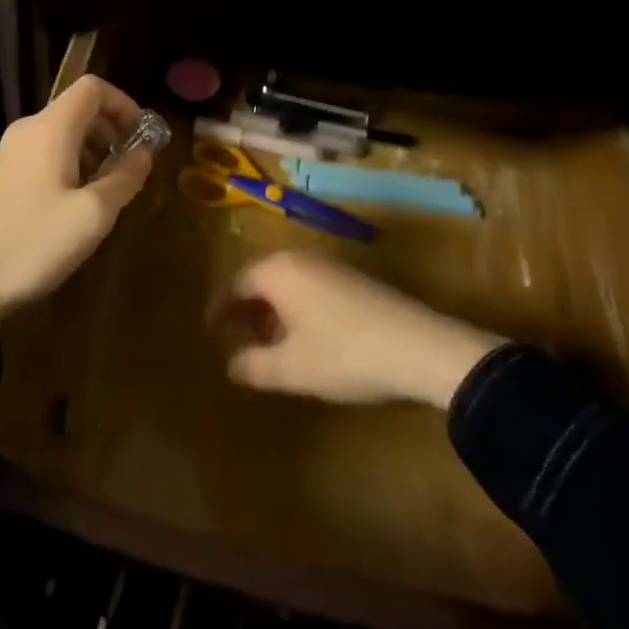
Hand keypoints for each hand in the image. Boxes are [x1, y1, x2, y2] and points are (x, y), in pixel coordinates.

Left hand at [0, 75, 154, 319]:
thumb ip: (125, 177)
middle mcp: (26, 130)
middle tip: (127, 166)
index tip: (140, 136)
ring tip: (103, 189)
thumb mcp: (93, 215)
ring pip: (58, 133)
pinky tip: (71, 203)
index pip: (92, 88)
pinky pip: (40, 153)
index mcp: (50, 129)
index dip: (123, 104)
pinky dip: (66, 163)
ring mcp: (6, 153)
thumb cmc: (35, 242)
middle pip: (76, 109)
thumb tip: (145, 152)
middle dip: (109, 130)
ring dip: (89, 149)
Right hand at [222, 251, 503, 408]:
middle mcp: (300, 259)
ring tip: (269, 344)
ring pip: (287, 284)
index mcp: (278, 271)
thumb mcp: (292, 369)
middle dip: (246, 310)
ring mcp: (330, 265)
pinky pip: (309, 287)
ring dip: (272, 311)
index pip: (235, 283)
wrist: (420, 347)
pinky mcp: (354, 279)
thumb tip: (231, 364)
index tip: (209, 331)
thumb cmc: (344, 354)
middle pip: (260, 279)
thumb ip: (253, 365)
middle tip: (236, 340)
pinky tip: (306, 339)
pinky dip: (296, 308)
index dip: (219, 308)